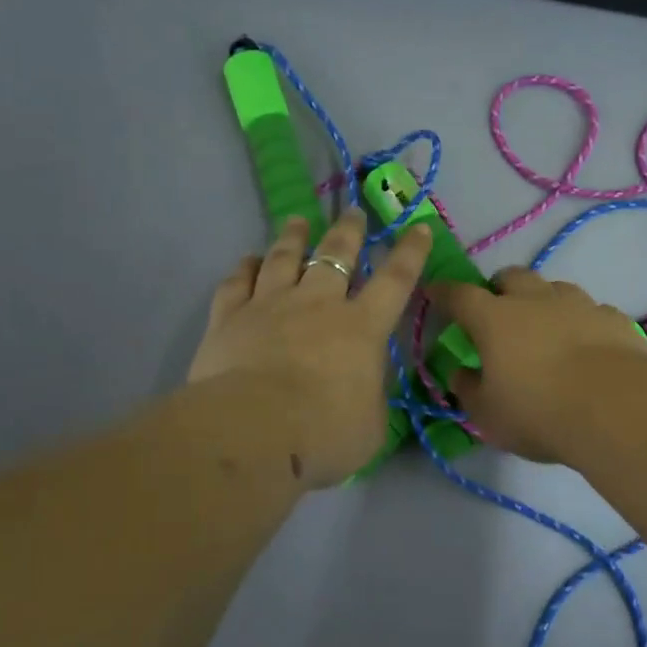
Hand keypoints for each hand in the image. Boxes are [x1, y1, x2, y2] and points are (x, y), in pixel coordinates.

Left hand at [189, 211, 431, 486]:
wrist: (252, 431)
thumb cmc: (323, 434)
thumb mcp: (370, 426)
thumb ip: (370, 398)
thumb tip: (362, 386)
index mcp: (361, 328)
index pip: (394, 281)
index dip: (410, 253)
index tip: (417, 227)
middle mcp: (316, 305)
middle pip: (335, 256)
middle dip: (348, 231)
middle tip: (353, 212)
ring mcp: (269, 305)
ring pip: (283, 259)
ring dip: (293, 237)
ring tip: (298, 221)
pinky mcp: (228, 317)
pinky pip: (237, 282)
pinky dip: (243, 268)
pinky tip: (248, 260)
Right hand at [428, 268, 646, 461]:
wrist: (618, 407)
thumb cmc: (539, 412)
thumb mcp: (488, 414)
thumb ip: (469, 389)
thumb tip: (462, 373)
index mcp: (494, 319)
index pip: (459, 295)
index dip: (444, 293)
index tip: (435, 292)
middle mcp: (534, 301)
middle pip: (511, 277)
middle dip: (498, 287)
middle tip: (496, 309)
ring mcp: (578, 305)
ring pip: (553, 287)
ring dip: (542, 299)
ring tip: (543, 324)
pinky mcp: (613, 319)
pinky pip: (590, 309)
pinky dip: (579, 320)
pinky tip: (584, 342)